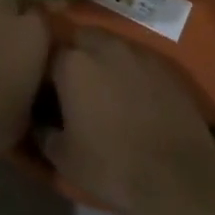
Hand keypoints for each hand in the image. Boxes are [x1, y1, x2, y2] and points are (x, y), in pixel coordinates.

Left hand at [0, 0, 51, 159]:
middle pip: (8, 3)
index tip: (32, 47)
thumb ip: (28, 89)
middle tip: (3, 41)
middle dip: (7, 17)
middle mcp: (1, 13)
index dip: (35, 31)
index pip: (41, 18)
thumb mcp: (25, 112)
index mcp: (32, 33)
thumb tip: (22, 88)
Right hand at [39, 27, 214, 212]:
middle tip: (75, 85)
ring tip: (105, 89)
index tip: (47, 92)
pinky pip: (138, 59)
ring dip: (103, 59)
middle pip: (80, 38)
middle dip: (75, 54)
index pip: (48, 53)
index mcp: (73, 63)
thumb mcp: (64, 158)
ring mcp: (138, 53)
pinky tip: (134, 96)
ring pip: (111, 45)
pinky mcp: (165, 66)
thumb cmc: (111, 165)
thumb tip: (37, 122)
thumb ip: (43, 133)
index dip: (45, 72)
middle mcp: (104, 47)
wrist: (177, 176)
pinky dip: (130, 71)